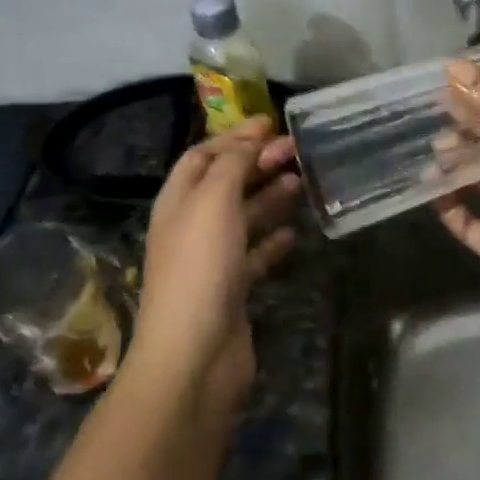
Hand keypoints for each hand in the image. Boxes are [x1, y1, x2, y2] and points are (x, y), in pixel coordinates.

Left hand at [127, 117, 300, 411]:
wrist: (194, 355)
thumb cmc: (200, 267)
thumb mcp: (213, 201)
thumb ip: (232, 165)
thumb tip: (250, 140)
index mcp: (178, 201)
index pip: (203, 156)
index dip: (234, 137)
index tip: (271, 124)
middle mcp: (191, 226)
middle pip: (225, 183)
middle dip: (257, 163)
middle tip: (296, 151)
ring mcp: (211, 260)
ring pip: (243, 217)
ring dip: (270, 197)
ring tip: (301, 183)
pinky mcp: (232, 290)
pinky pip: (255, 255)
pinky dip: (273, 240)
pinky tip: (295, 234)